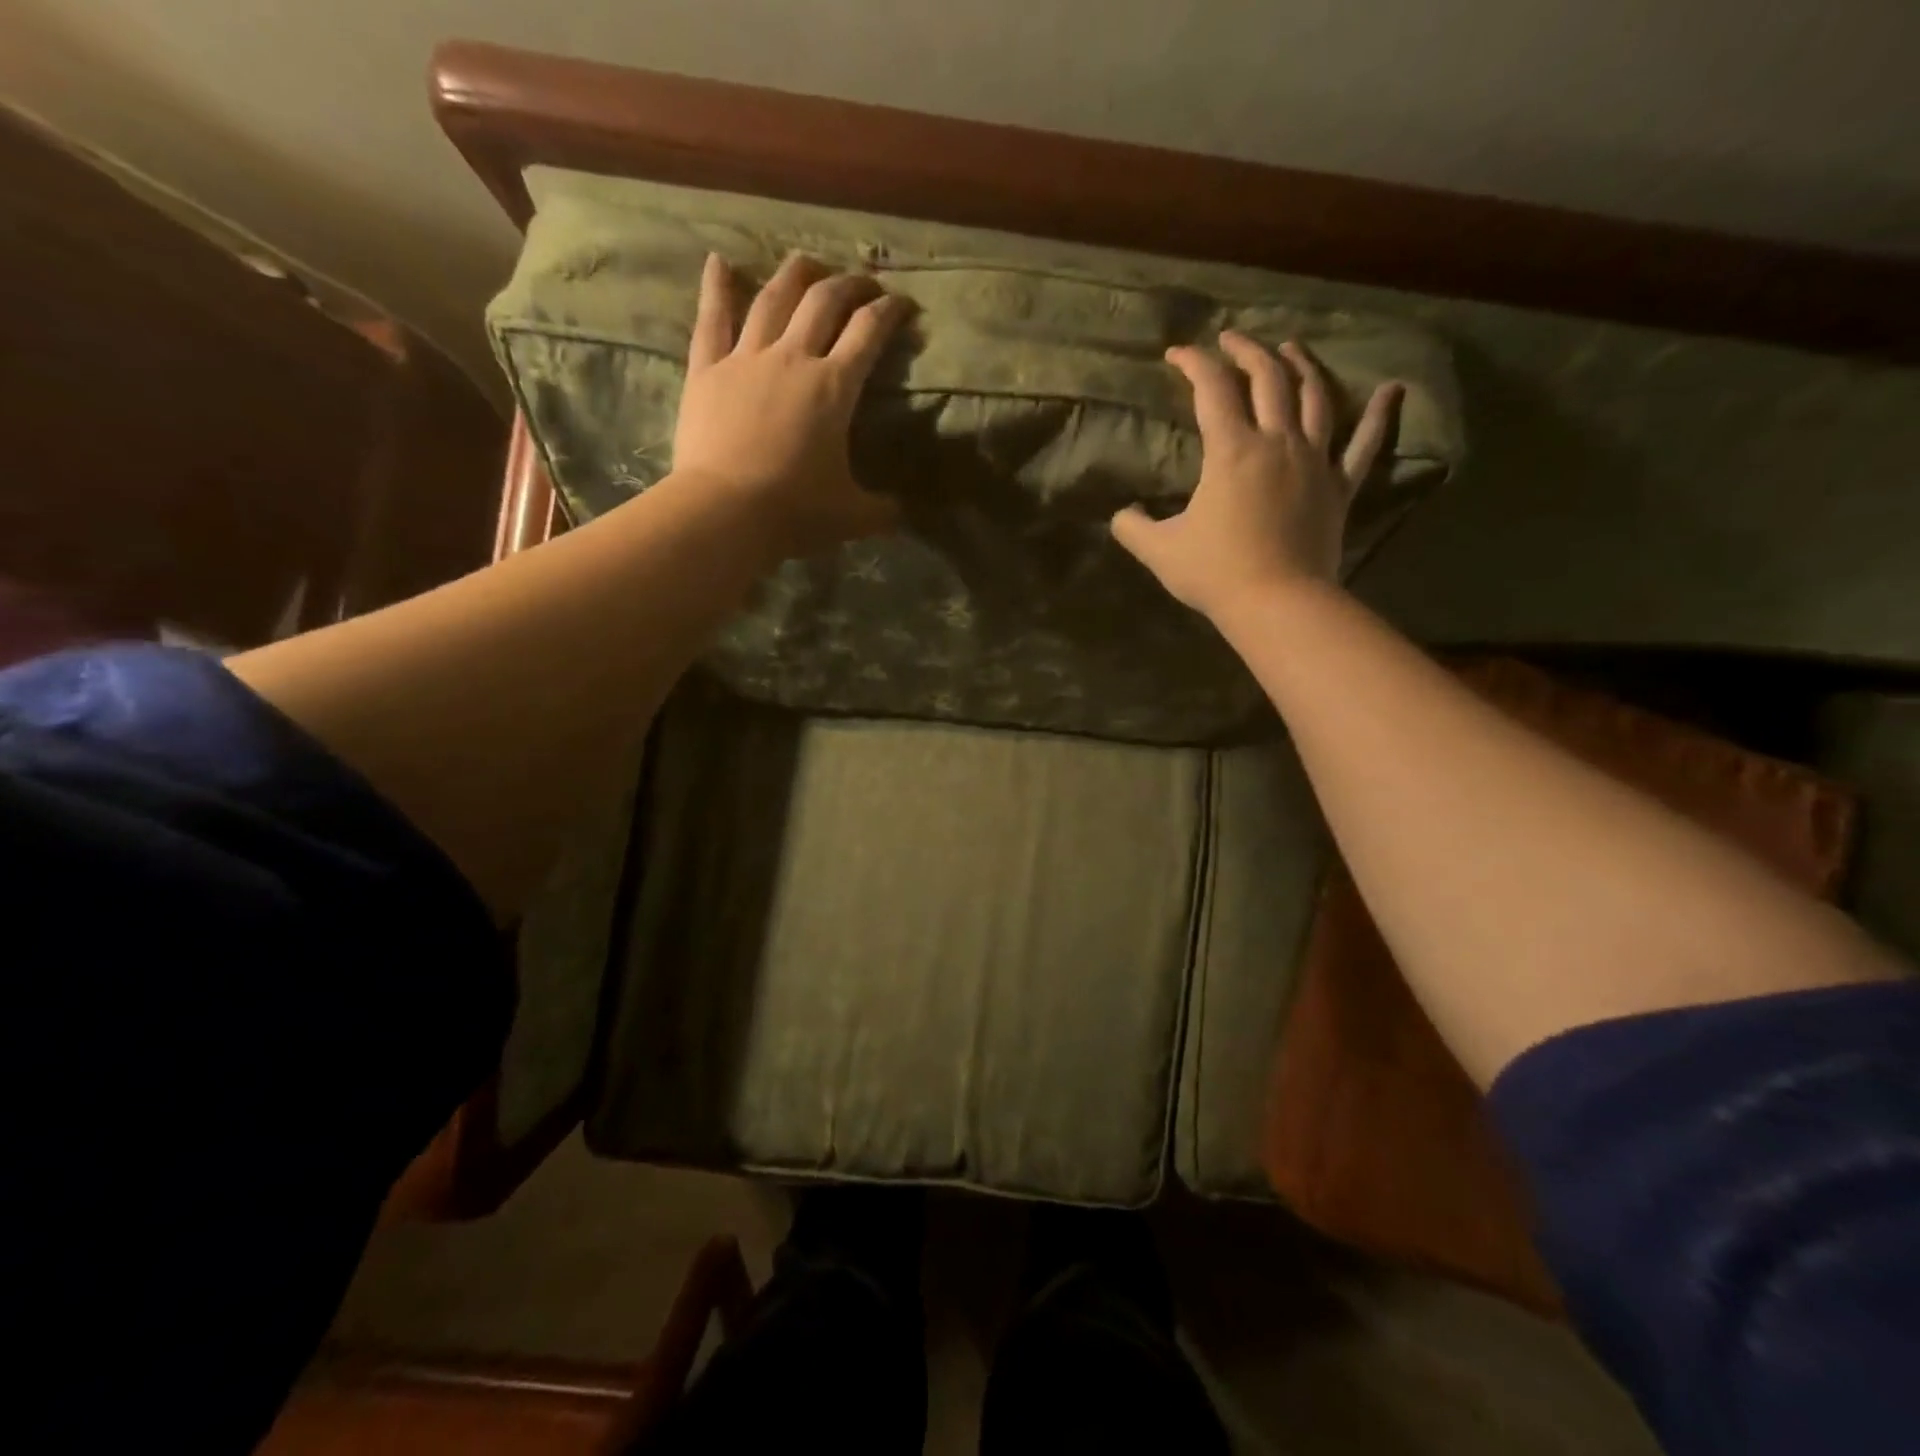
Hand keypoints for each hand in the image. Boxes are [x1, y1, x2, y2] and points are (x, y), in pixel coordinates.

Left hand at [672, 251, 909, 559]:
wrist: (726, 513)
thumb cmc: (795, 512)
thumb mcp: (853, 517)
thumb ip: (882, 510)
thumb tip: (901, 512)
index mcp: (834, 387)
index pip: (869, 332)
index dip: (890, 311)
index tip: (903, 304)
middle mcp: (793, 358)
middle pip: (824, 301)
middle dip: (849, 284)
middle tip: (863, 283)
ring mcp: (745, 359)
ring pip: (773, 298)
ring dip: (794, 274)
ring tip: (808, 262)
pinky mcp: (707, 371)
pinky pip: (711, 320)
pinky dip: (716, 288)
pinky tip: (719, 261)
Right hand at [1111, 333, 1402, 621]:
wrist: (1277, 602)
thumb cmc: (1216, 572)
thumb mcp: (1159, 550)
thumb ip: (1133, 527)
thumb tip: (1122, 515)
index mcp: (1232, 451)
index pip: (1212, 389)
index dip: (1193, 364)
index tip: (1177, 354)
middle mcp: (1278, 441)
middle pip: (1268, 378)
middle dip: (1247, 351)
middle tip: (1231, 340)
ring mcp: (1315, 461)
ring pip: (1315, 397)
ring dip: (1301, 366)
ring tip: (1290, 348)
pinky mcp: (1339, 487)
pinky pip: (1365, 444)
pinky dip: (1380, 415)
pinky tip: (1393, 389)